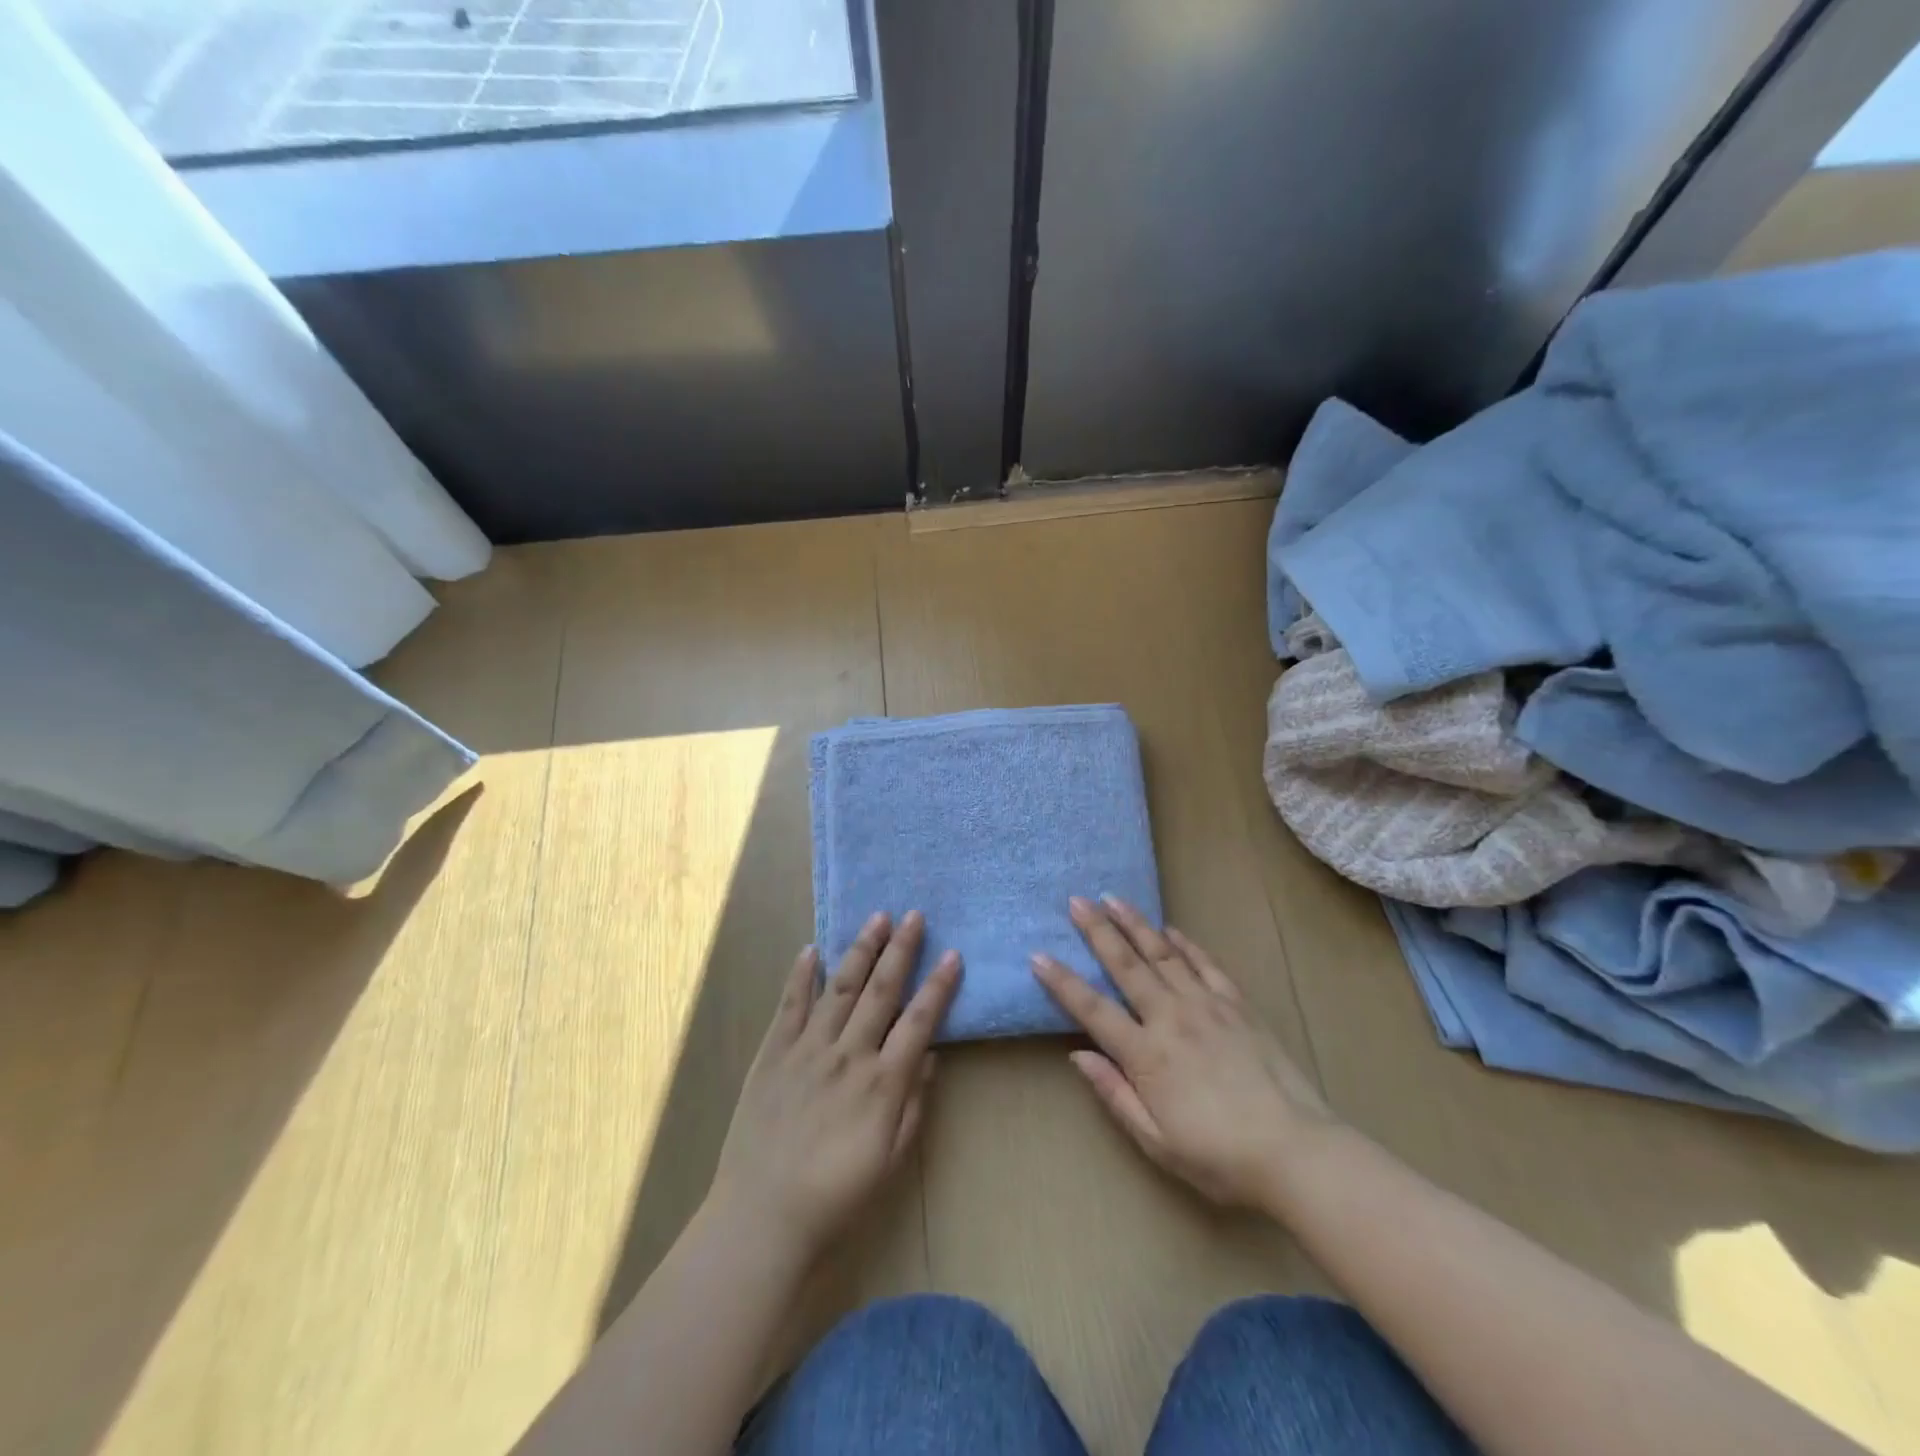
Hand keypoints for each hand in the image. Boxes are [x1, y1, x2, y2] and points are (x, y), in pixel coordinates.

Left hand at [708, 911, 961, 1264]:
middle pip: (881, 991)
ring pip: (840, 987)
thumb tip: (930, 1054)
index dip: (938, 985)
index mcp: (882, 1083)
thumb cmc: (837, 1196)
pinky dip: (802, 976)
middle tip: (914, 915)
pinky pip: (790, 1006)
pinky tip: (812, 950)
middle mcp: (848, 1055)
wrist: (762, 1217)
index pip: (919, 1020)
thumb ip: (914, 1103)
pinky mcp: (772, 1054)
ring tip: (876, 918)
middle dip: (900, 950)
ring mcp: (807, 1049)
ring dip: (860, 950)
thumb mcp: (891, 1158)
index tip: (953, 954)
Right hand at [1031, 895, 1335, 1211]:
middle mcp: (1171, 1017)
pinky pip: (1206, 965)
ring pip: (1163, 954)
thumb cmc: (1219, 1157)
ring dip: (1135, 924)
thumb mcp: (1156, 1140)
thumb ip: (1115, 1093)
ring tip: (1113, 899)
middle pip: (1126, 965)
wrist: (1296, 1151)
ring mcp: (1207, 1005)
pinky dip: (1186, 944)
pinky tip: (1170, 929)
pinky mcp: (1237, 1004)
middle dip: (1097, 931)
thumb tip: (1078, 1055)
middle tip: (1076, 901)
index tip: (1039, 955)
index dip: (1062, 981)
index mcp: (1147, 1053)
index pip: (1093, 1008)